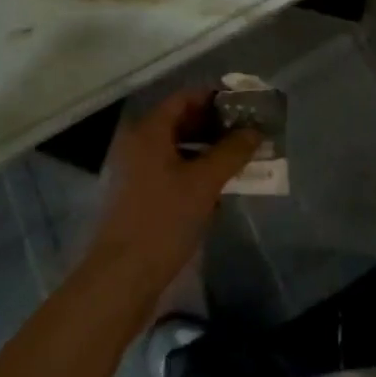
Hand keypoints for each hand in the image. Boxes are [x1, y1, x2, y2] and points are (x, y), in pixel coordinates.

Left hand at [83, 88, 259, 302]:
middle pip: (180, 121)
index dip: (214, 98)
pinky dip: (193, 171)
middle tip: (246, 132)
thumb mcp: (204, 183)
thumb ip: (231, 152)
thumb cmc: (162, 220)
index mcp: (149, 131)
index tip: (243, 105)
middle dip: (214, 125)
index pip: (184, 97)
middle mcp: (138, 143)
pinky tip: (216, 188)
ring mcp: (135, 171)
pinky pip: (170, 170)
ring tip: (237, 159)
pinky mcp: (138, 197)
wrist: (121, 279)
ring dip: (206, 150)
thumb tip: (254, 130)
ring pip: (176, 148)